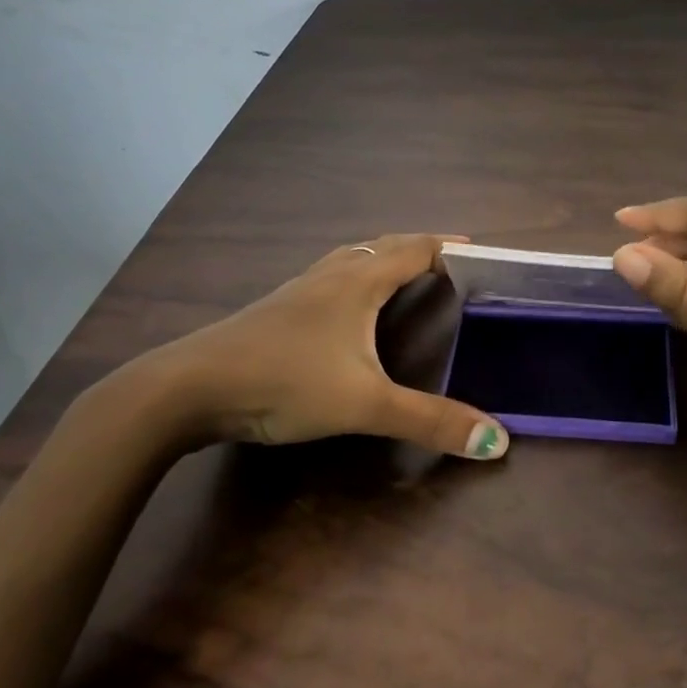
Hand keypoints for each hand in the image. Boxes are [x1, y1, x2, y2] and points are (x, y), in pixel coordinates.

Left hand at [113, 234, 509, 460]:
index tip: (481, 252)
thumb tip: (497, 441)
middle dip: (421, 249)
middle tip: (452, 262)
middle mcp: (331, 275)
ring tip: (405, 273)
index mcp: (358, 281)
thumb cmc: (284, 381)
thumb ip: (430, 421)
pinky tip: (346, 307)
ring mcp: (298, 290)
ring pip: (352, 259)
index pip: (415, 249)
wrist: (188, 387)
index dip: (449, 248)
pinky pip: (329, 278)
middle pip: (384, 246)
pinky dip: (355, 278)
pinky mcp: (276, 310)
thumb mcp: (364, 404)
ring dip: (384, 258)